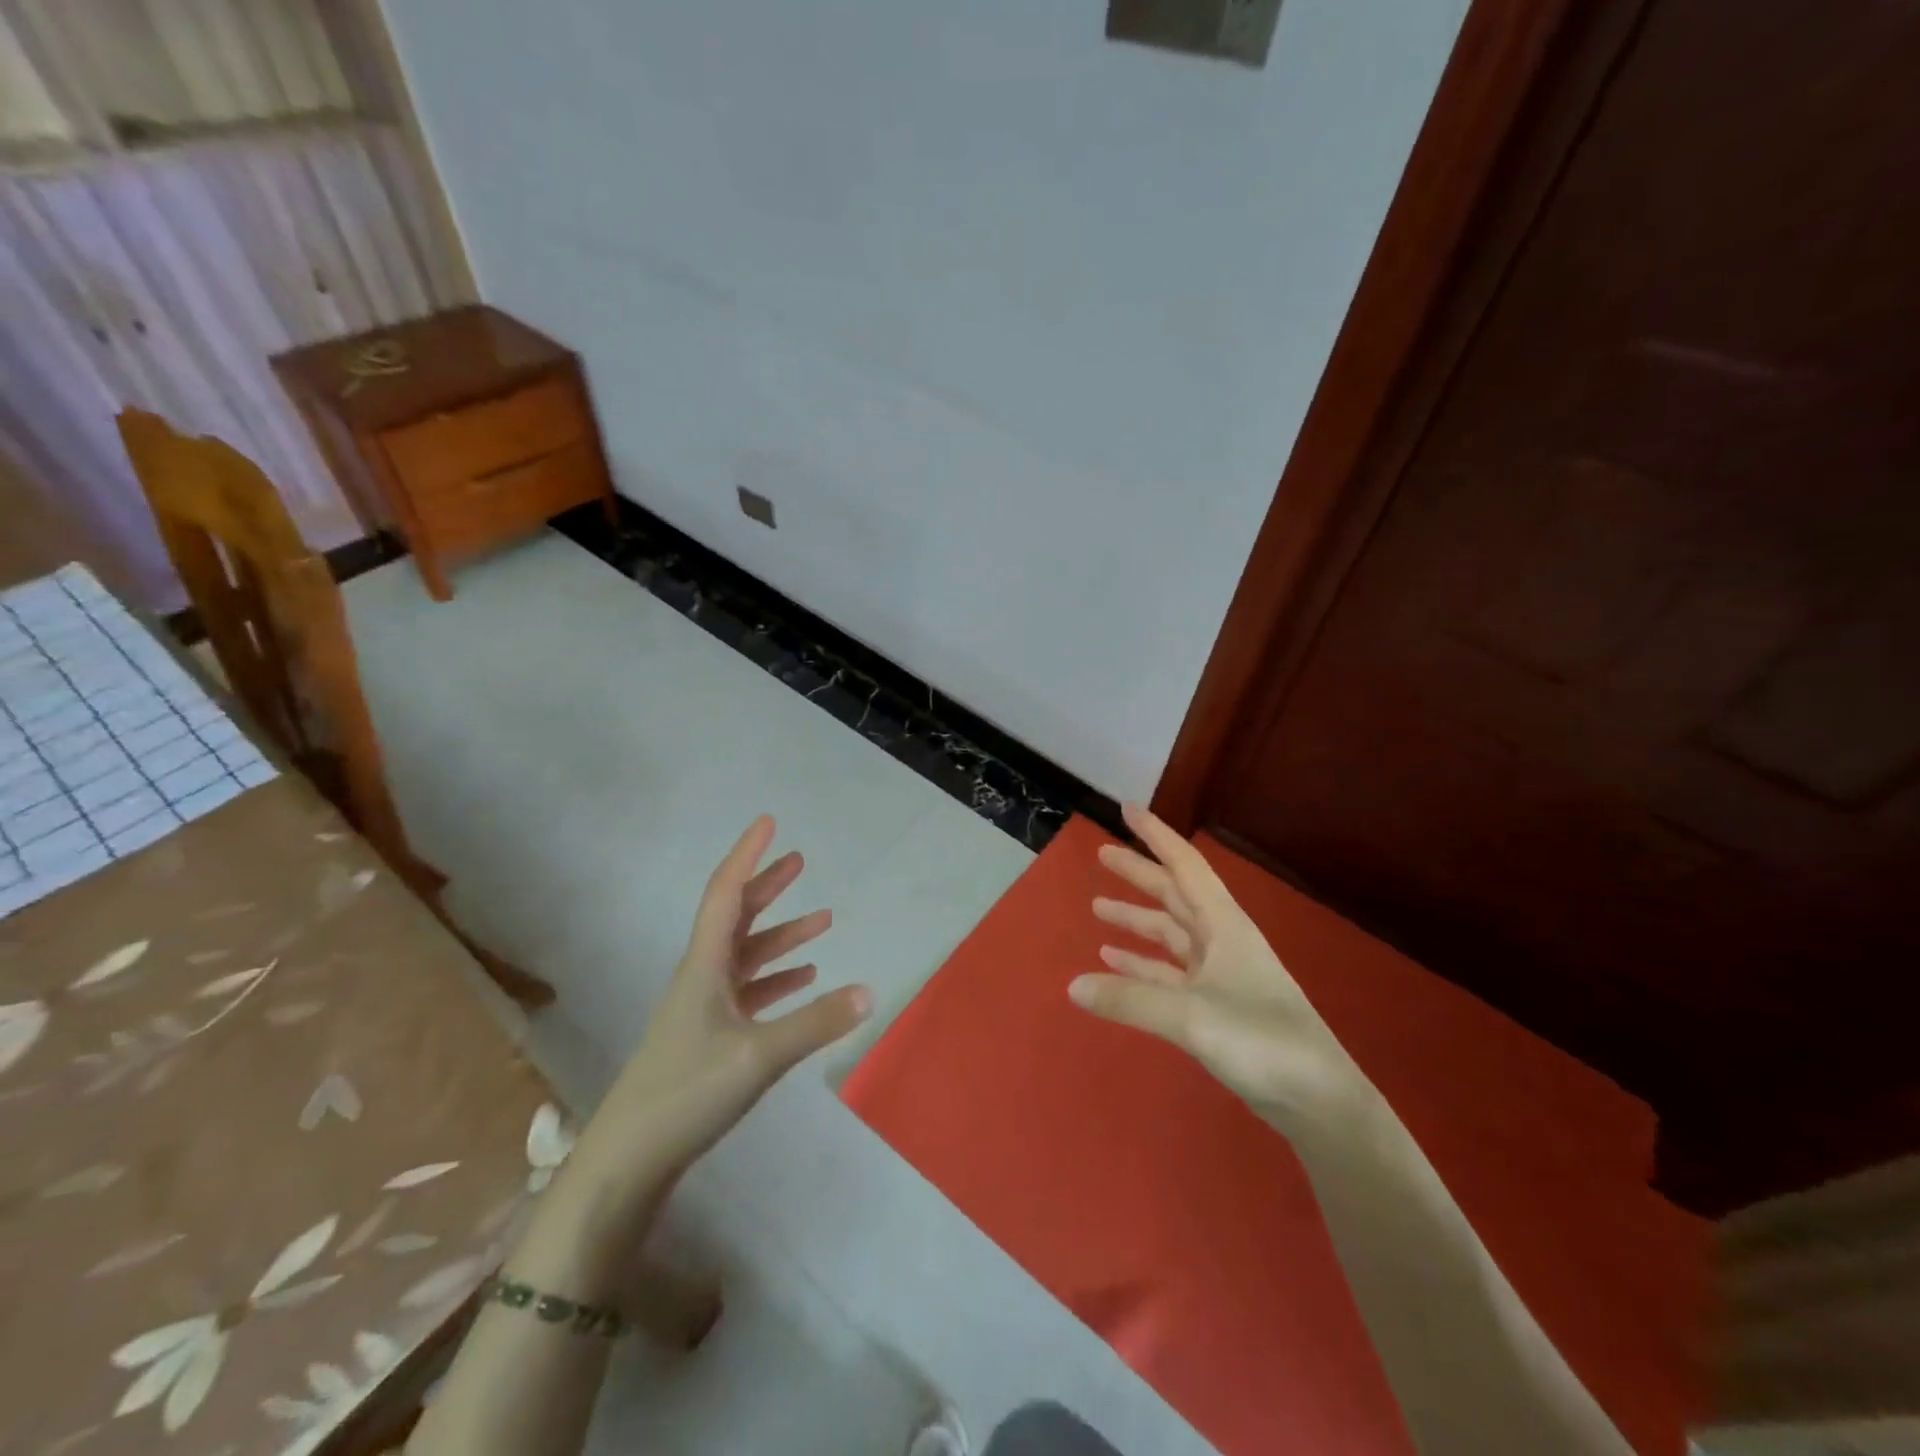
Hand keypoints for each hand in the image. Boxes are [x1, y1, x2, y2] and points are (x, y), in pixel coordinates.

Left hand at [576, 816, 871, 1184]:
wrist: (629, 1158)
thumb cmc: (687, 1092)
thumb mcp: (758, 1056)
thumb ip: (815, 1023)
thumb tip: (870, 991)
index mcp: (704, 965)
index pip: (726, 893)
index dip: (747, 855)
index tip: (768, 823)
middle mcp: (702, 975)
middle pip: (737, 916)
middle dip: (768, 886)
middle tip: (800, 860)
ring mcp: (704, 1006)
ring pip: (747, 955)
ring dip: (781, 935)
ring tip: (822, 919)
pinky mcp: (709, 1035)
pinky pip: (749, 990)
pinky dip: (777, 978)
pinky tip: (804, 979)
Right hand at [1069, 803, 1378, 1143]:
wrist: (1318, 1100)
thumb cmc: (1261, 1040)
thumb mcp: (1190, 1015)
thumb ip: (1130, 999)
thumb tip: (1072, 985)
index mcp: (1224, 926)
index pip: (1184, 866)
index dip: (1156, 836)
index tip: (1127, 810)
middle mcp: (1222, 941)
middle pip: (1174, 895)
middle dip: (1139, 874)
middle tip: (1102, 854)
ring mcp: (1220, 974)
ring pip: (1170, 934)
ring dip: (1137, 920)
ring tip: (1098, 907)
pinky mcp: (1217, 1006)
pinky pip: (1170, 972)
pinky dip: (1143, 964)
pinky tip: (1115, 962)